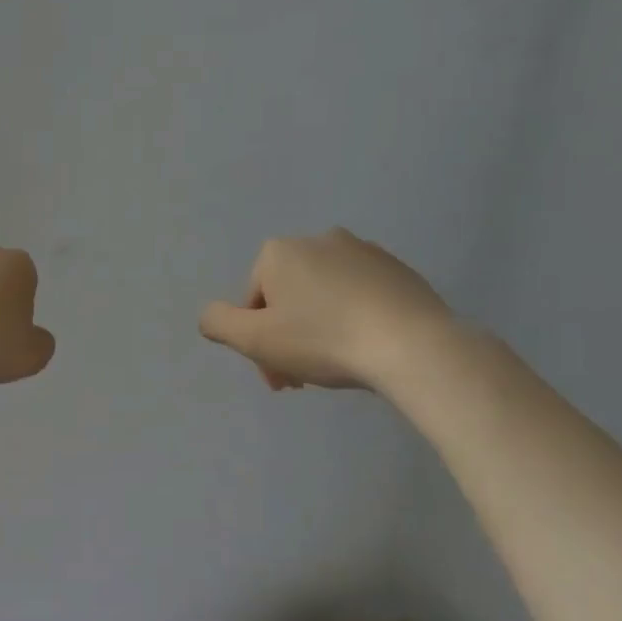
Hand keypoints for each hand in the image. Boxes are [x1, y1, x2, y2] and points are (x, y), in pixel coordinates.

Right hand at [199, 228, 455, 391]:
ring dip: (318, 331)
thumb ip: (218, 323)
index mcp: (280, 252)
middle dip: (287, 340)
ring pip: (323, 298)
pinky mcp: (397, 269)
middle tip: (302, 381)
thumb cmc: (323, 340)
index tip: (278, 377)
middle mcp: (319, 240)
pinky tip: (365, 349)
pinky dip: (353, 320)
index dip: (258, 344)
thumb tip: (209, 316)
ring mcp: (363, 252)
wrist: (412, 345)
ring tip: (336, 367)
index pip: (253, 303)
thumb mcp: (255, 339)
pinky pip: (359, 298)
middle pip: (287, 299)